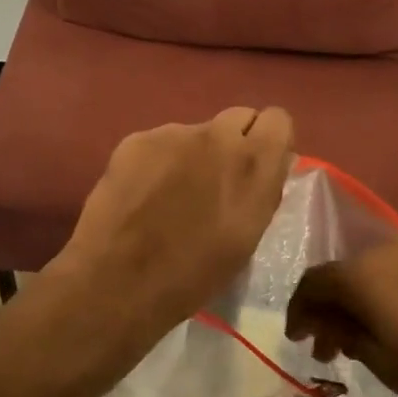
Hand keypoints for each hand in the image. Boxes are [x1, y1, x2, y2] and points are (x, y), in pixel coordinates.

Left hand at [54, 107, 294, 339]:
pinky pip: (160, 142)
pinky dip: (157, 161)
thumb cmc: (193, 276)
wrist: (119, 280)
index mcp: (254, 166)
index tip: (258, 164)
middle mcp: (219, 138)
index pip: (278, 120)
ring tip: (170, 194)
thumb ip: (260, 193)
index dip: (268, 140)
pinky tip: (142, 193)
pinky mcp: (138, 138)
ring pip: (196, 132)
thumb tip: (262, 169)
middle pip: (239, 117)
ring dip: (192, 154)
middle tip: (216, 177)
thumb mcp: (247, 240)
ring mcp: (175, 134)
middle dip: (234, 141)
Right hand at [285, 235, 397, 396]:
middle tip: (331, 347)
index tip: (298, 339)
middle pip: (346, 272)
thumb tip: (331, 321)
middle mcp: (391, 248)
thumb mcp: (390, 367)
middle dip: (332, 308)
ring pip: (379, 269)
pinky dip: (396, 293)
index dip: (298, 310)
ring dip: (365, 300)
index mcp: (366, 274)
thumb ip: (349, 336)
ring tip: (372, 338)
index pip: (313, 282)